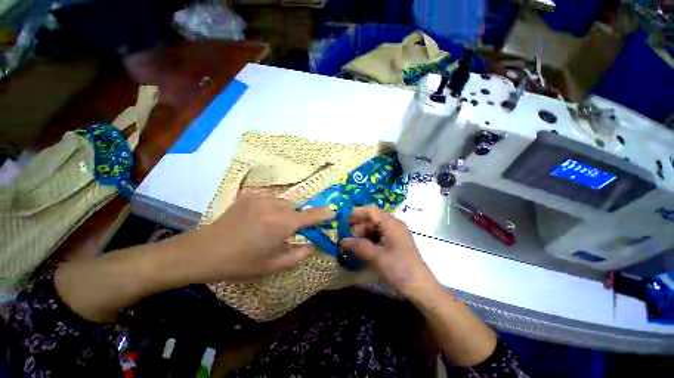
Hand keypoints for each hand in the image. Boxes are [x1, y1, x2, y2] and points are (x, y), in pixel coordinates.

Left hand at [176, 194, 333, 283]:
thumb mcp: (273, 265)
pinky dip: (272, 209)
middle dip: (297, 219)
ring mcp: (260, 198)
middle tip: (288, 232)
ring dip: (284, 213)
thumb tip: (312, 244)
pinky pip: (270, 200)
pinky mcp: (250, 196)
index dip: (323, 214)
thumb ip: (299, 254)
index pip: (310, 216)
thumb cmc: (241, 262)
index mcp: (281, 224)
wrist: (204, 251)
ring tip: (270, 227)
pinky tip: (259, 220)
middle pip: (296, 209)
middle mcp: (274, 206)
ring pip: (284, 203)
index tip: (332, 213)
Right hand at [341, 206, 441, 298]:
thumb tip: (342, 241)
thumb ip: (358, 246)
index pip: (371, 211)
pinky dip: (368, 241)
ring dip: (362, 235)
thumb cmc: (400, 269)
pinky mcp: (394, 244)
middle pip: (371, 219)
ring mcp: (394, 235)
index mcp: (391, 223)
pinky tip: (361, 250)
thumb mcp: (377, 257)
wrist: (421, 288)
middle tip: (346, 237)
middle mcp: (393, 225)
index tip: (343, 221)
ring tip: (351, 245)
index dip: (356, 213)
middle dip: (357, 227)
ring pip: (374, 229)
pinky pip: (378, 237)